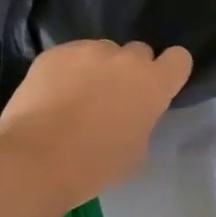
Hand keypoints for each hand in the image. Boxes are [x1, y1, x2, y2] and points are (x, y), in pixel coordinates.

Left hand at [0, 40, 192, 208]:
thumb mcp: (136, 151)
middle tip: (114, 98)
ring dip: (97, 68)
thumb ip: (141, 122)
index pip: (179, 59)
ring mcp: (87, 51)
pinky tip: (52, 96)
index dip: (169, 72)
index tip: (157, 89)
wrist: (35, 159)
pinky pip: (70, 56)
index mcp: (153, 84)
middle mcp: (124, 59)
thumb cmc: (95, 165)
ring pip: (102, 52)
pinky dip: (67, 71)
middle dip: (131, 71)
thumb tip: (130, 113)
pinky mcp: (54, 53)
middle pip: (138, 52)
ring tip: (76, 97)